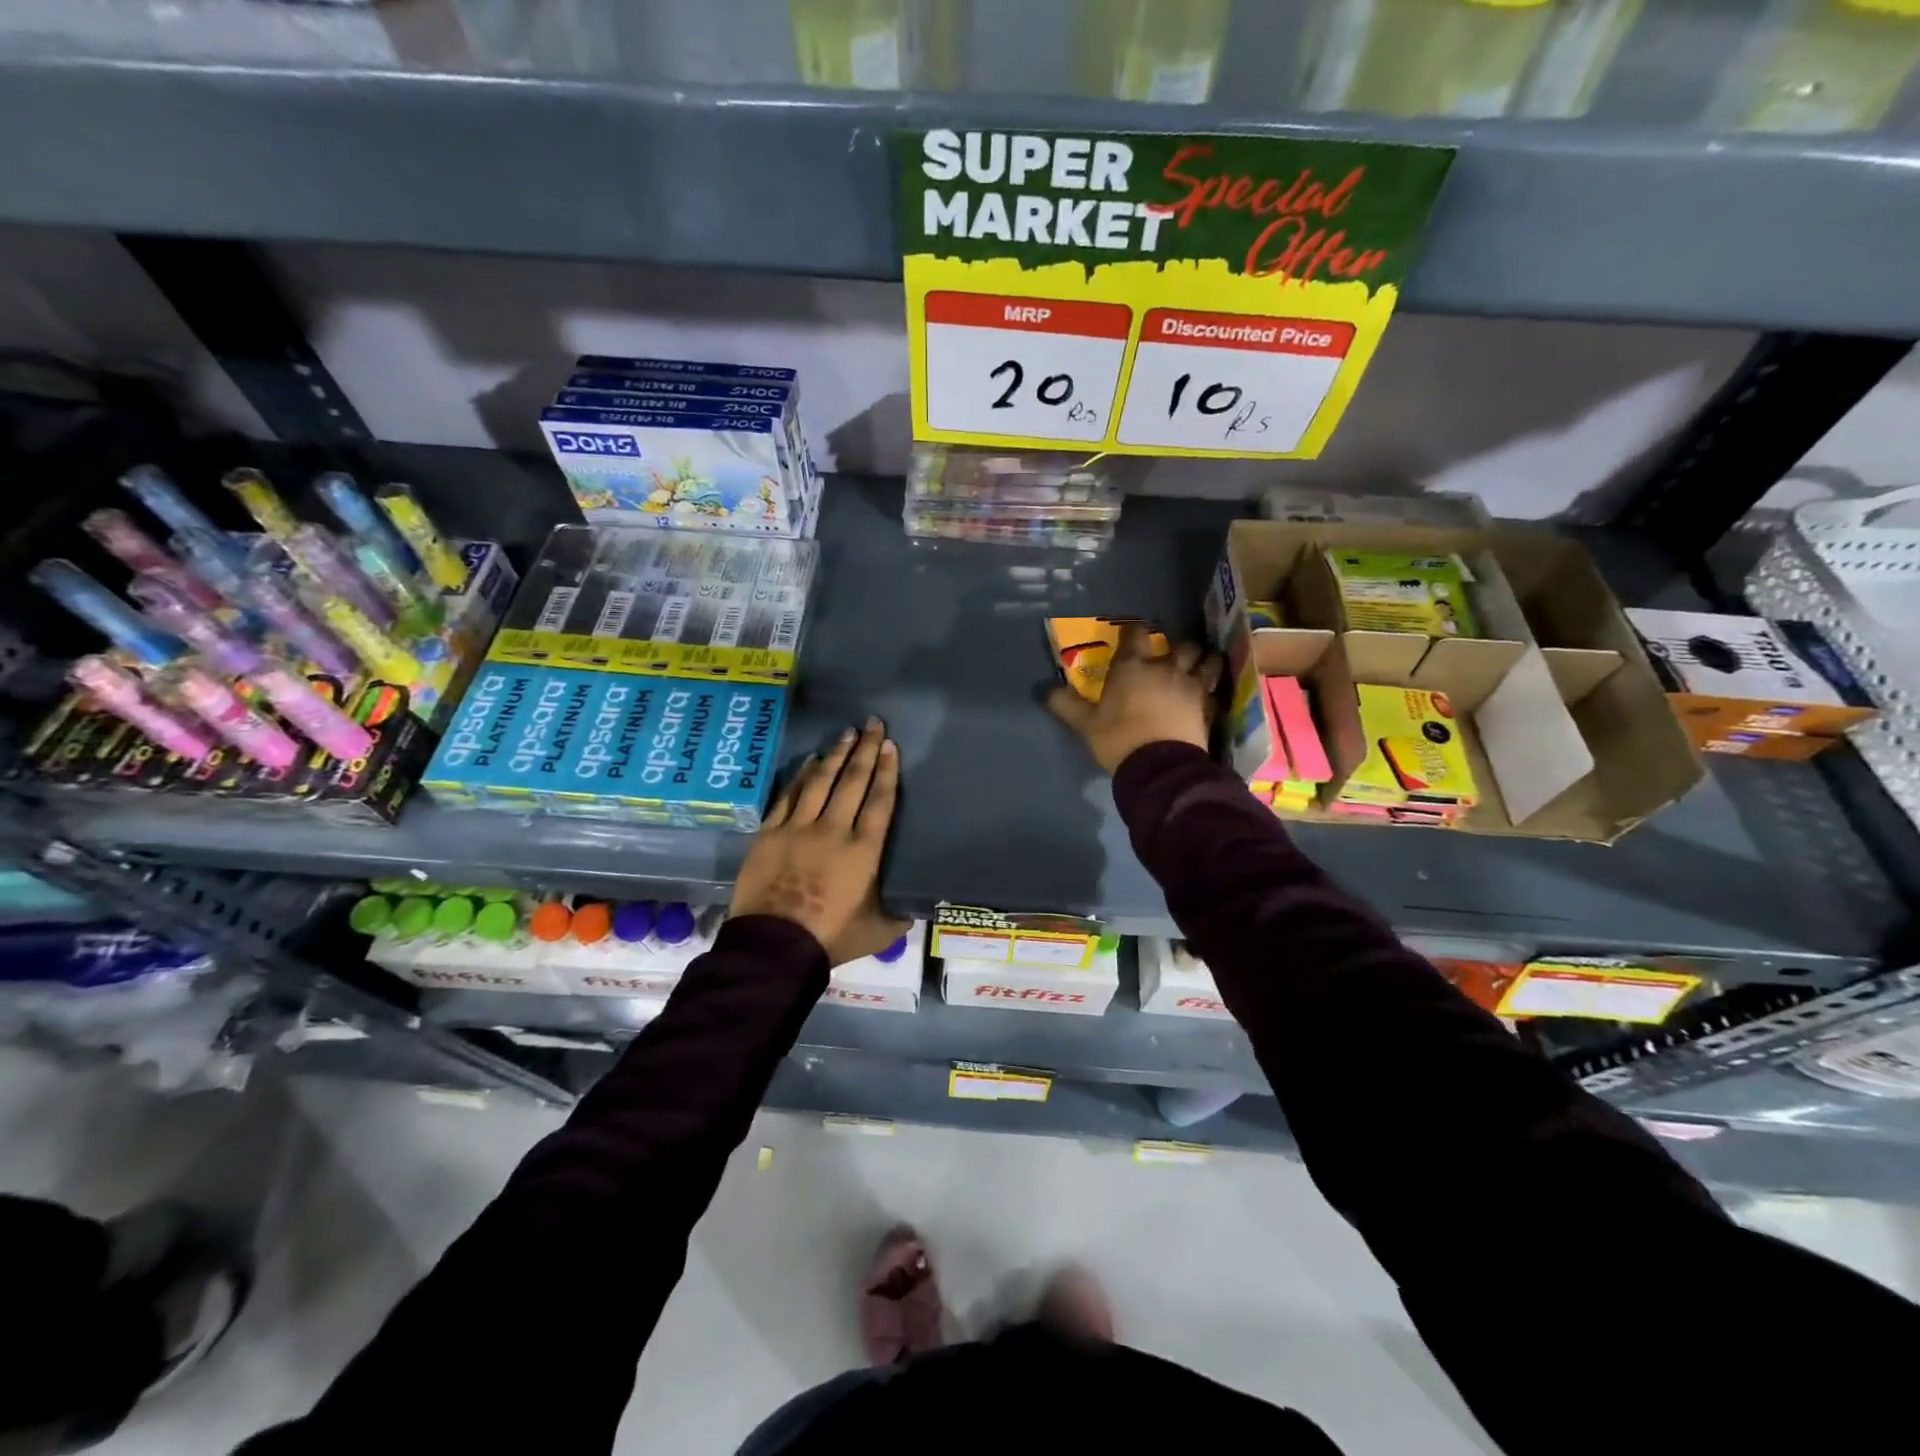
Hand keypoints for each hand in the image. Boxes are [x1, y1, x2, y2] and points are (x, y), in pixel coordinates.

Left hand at [731, 717, 911, 965]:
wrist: (774, 946)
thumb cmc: (830, 938)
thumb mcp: (877, 932)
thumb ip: (898, 915)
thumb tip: (915, 906)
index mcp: (863, 850)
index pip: (879, 801)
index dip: (887, 771)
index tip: (890, 746)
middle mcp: (833, 829)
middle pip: (852, 781)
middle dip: (865, 750)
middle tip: (873, 724)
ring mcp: (798, 828)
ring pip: (820, 782)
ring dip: (835, 755)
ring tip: (846, 733)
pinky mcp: (770, 833)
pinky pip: (788, 796)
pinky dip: (801, 776)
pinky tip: (810, 761)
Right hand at [1047, 623, 1221, 773]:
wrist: (1160, 767)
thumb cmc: (1119, 739)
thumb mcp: (1086, 725)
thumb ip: (1067, 705)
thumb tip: (1045, 691)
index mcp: (1132, 667)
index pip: (1135, 634)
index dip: (1134, 630)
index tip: (1131, 632)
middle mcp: (1165, 668)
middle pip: (1180, 644)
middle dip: (1177, 645)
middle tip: (1172, 653)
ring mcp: (1191, 685)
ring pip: (1207, 660)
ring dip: (1204, 659)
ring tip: (1201, 663)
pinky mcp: (1208, 706)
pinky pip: (1215, 687)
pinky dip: (1213, 686)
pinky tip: (1210, 691)